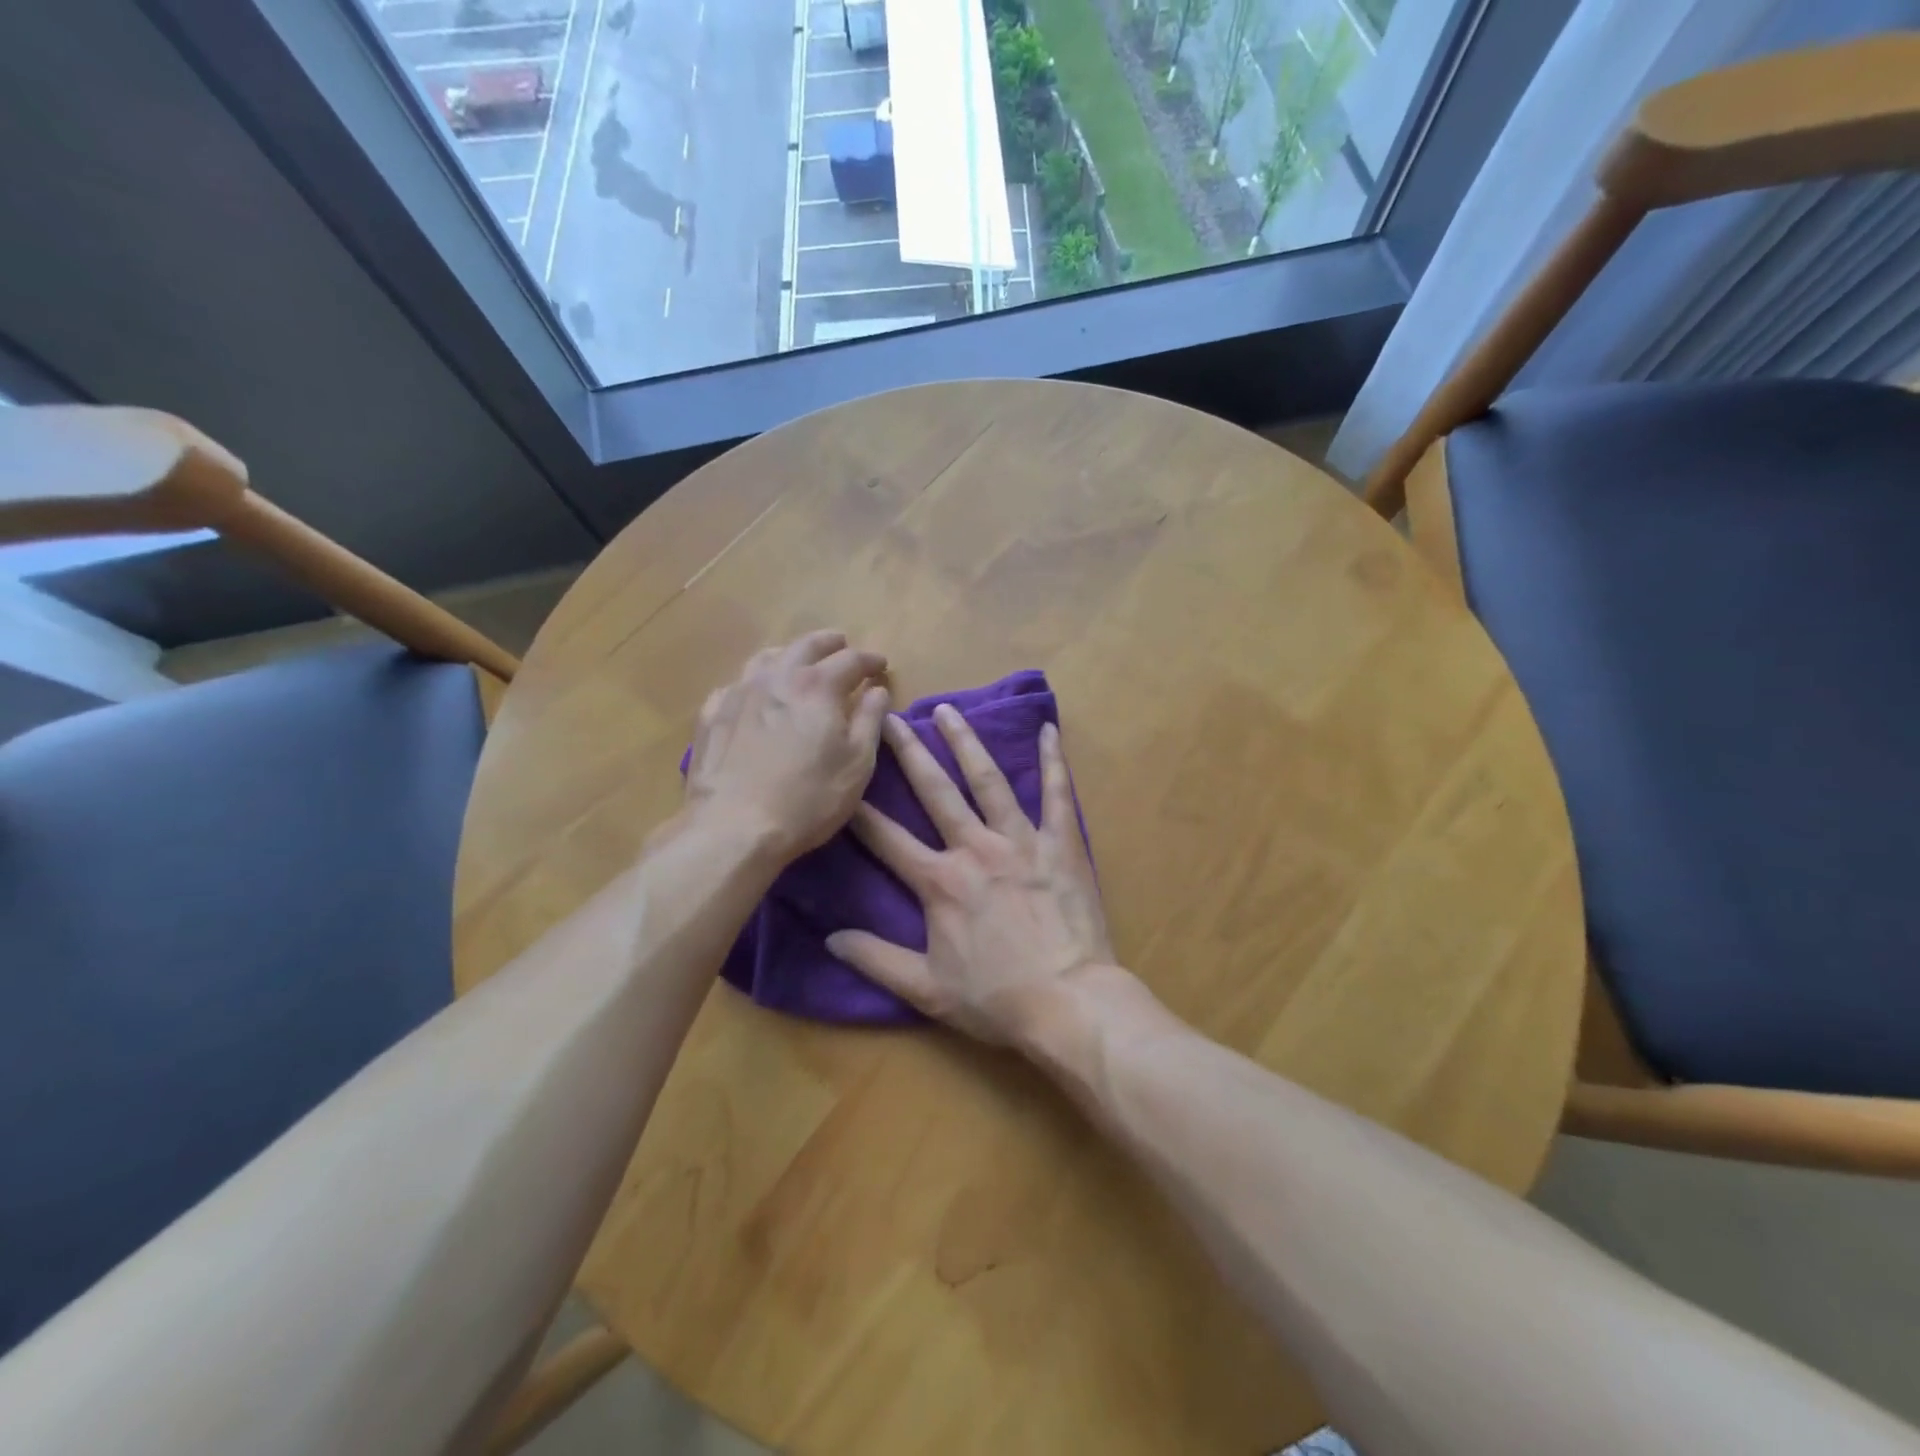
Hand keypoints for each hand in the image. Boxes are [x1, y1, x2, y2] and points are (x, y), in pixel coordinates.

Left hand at [685, 631, 890, 858]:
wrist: (734, 827)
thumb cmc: (809, 799)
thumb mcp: (857, 764)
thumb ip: (869, 721)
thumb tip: (877, 690)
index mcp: (818, 686)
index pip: (850, 660)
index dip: (870, 660)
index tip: (881, 665)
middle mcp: (776, 678)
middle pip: (805, 646)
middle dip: (828, 643)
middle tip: (841, 645)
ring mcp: (738, 694)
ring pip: (766, 659)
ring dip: (788, 654)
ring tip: (798, 663)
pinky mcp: (711, 716)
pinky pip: (734, 686)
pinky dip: (753, 683)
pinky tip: (753, 696)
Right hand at [826, 705, 1117, 1046]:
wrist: (1069, 1004)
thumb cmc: (996, 999)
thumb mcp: (926, 989)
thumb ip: (875, 959)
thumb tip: (830, 938)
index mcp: (940, 882)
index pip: (887, 839)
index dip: (860, 811)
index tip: (843, 781)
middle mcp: (976, 849)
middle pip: (935, 792)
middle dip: (908, 753)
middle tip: (890, 717)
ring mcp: (1022, 841)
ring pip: (989, 780)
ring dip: (966, 743)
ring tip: (948, 710)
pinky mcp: (1062, 844)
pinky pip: (1057, 794)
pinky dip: (1053, 761)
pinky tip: (1049, 730)